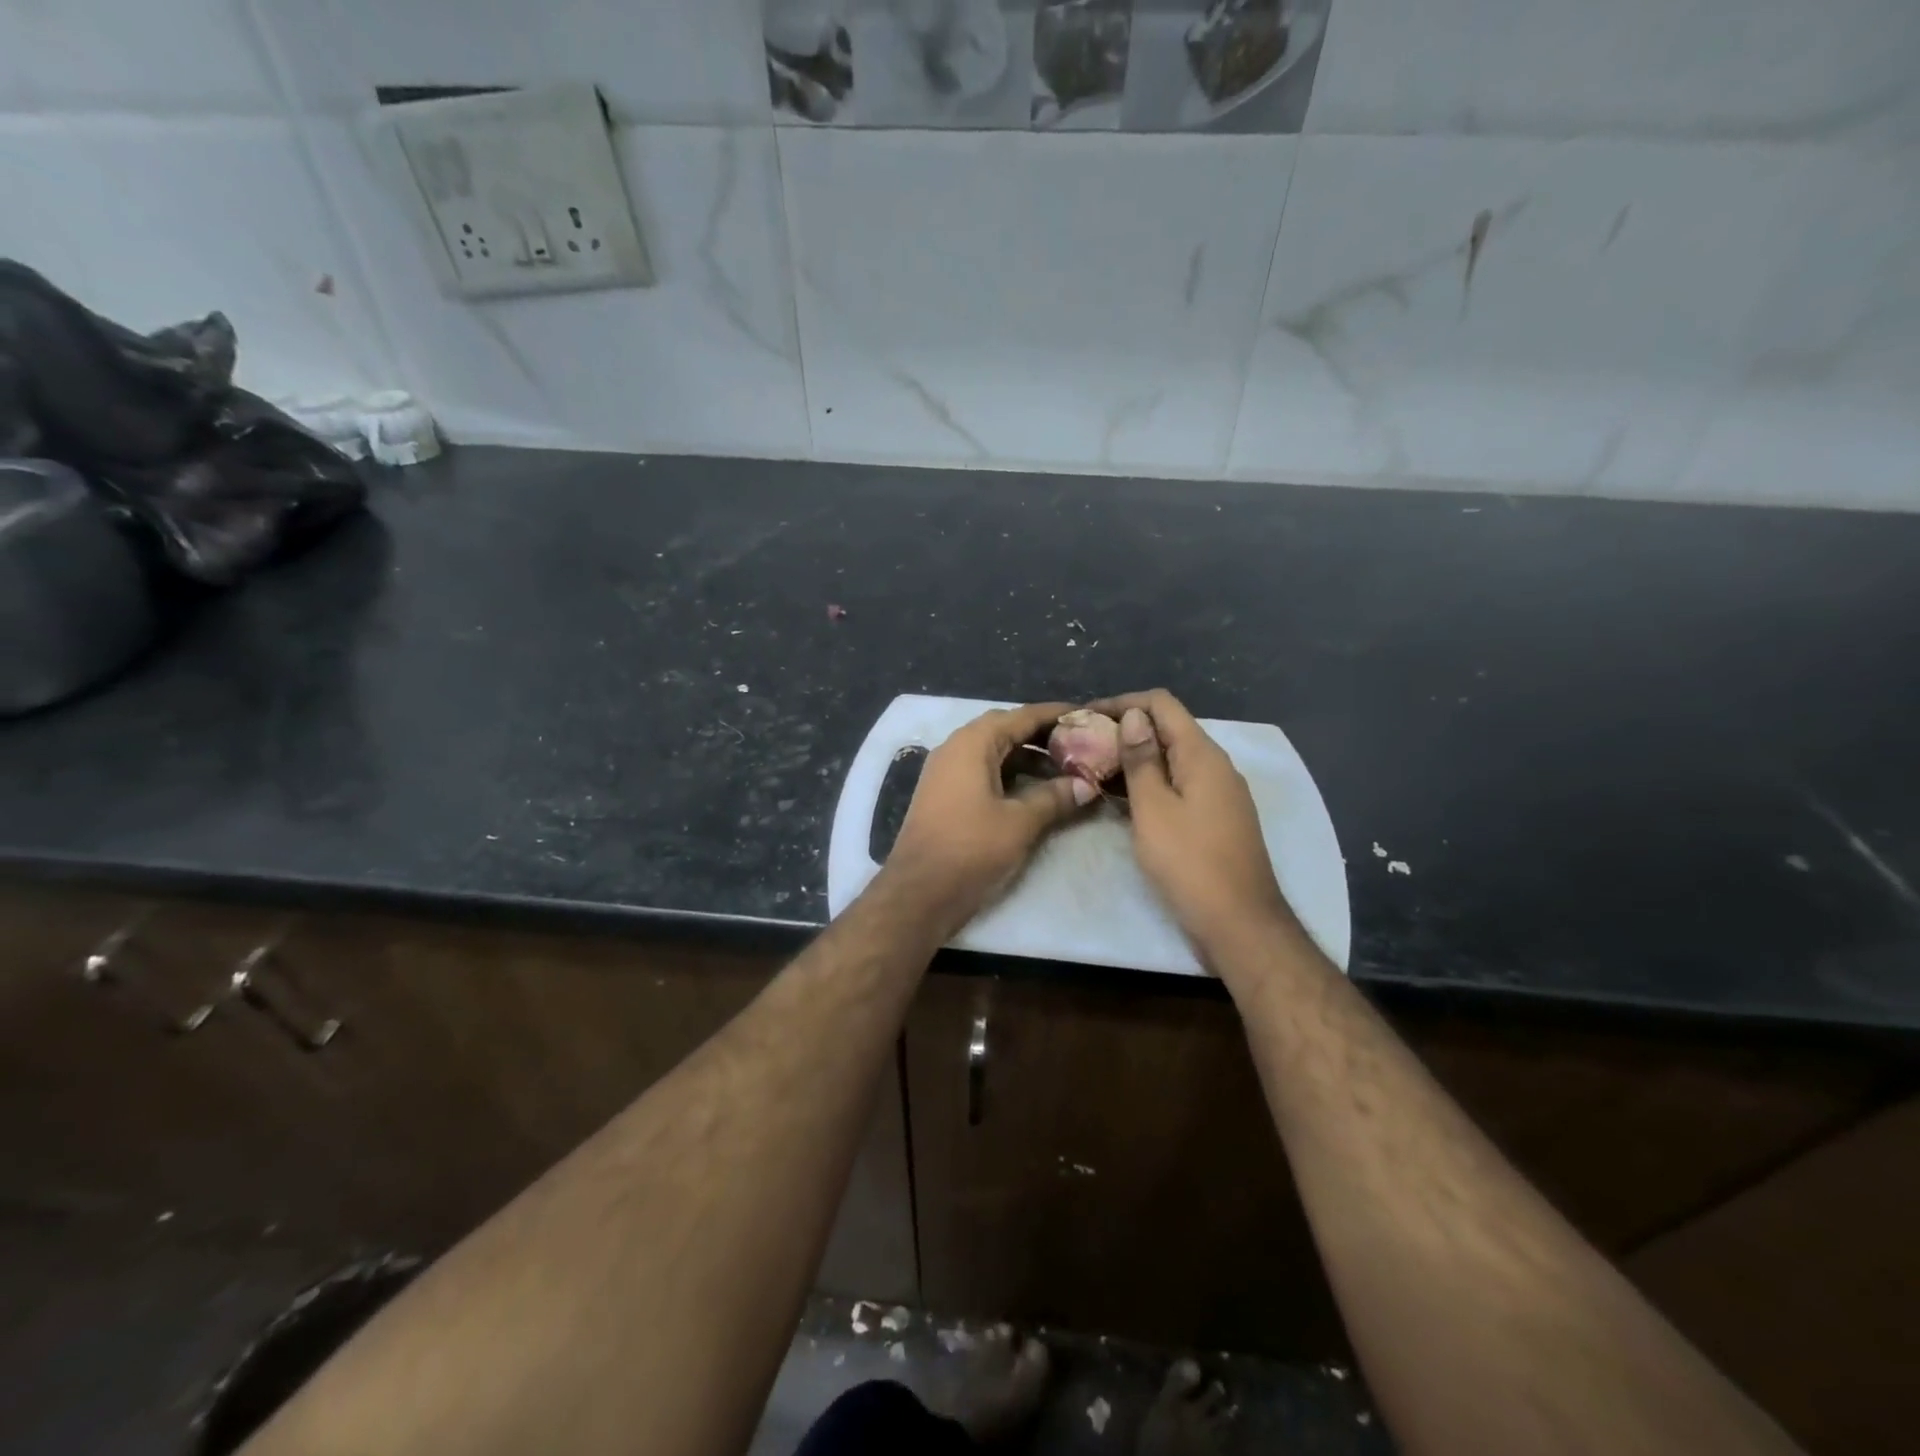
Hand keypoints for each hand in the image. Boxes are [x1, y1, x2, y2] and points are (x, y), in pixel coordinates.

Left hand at [883, 702, 1096, 934]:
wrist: (919, 892)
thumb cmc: (970, 849)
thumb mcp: (1020, 822)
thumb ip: (1055, 797)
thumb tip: (1086, 784)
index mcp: (972, 743)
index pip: (1021, 716)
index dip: (1055, 714)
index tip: (1086, 714)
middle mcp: (955, 748)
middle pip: (1005, 729)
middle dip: (1042, 735)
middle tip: (1079, 743)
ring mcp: (946, 771)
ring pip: (993, 752)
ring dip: (1027, 757)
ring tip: (1064, 768)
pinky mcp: (944, 795)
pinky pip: (982, 771)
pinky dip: (1010, 774)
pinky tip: (1034, 790)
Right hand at [1087, 690, 1297, 958]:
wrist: (1239, 922)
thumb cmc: (1190, 863)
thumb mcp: (1154, 809)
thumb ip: (1141, 760)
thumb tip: (1134, 716)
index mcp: (1202, 755)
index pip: (1162, 704)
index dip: (1122, 703)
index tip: (1086, 717)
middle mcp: (1216, 765)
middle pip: (1168, 729)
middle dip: (1126, 729)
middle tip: (1084, 745)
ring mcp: (1220, 792)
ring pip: (1173, 758)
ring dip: (1136, 758)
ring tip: (1095, 769)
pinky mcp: (1216, 816)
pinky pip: (1180, 783)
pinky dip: (1151, 782)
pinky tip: (1124, 798)